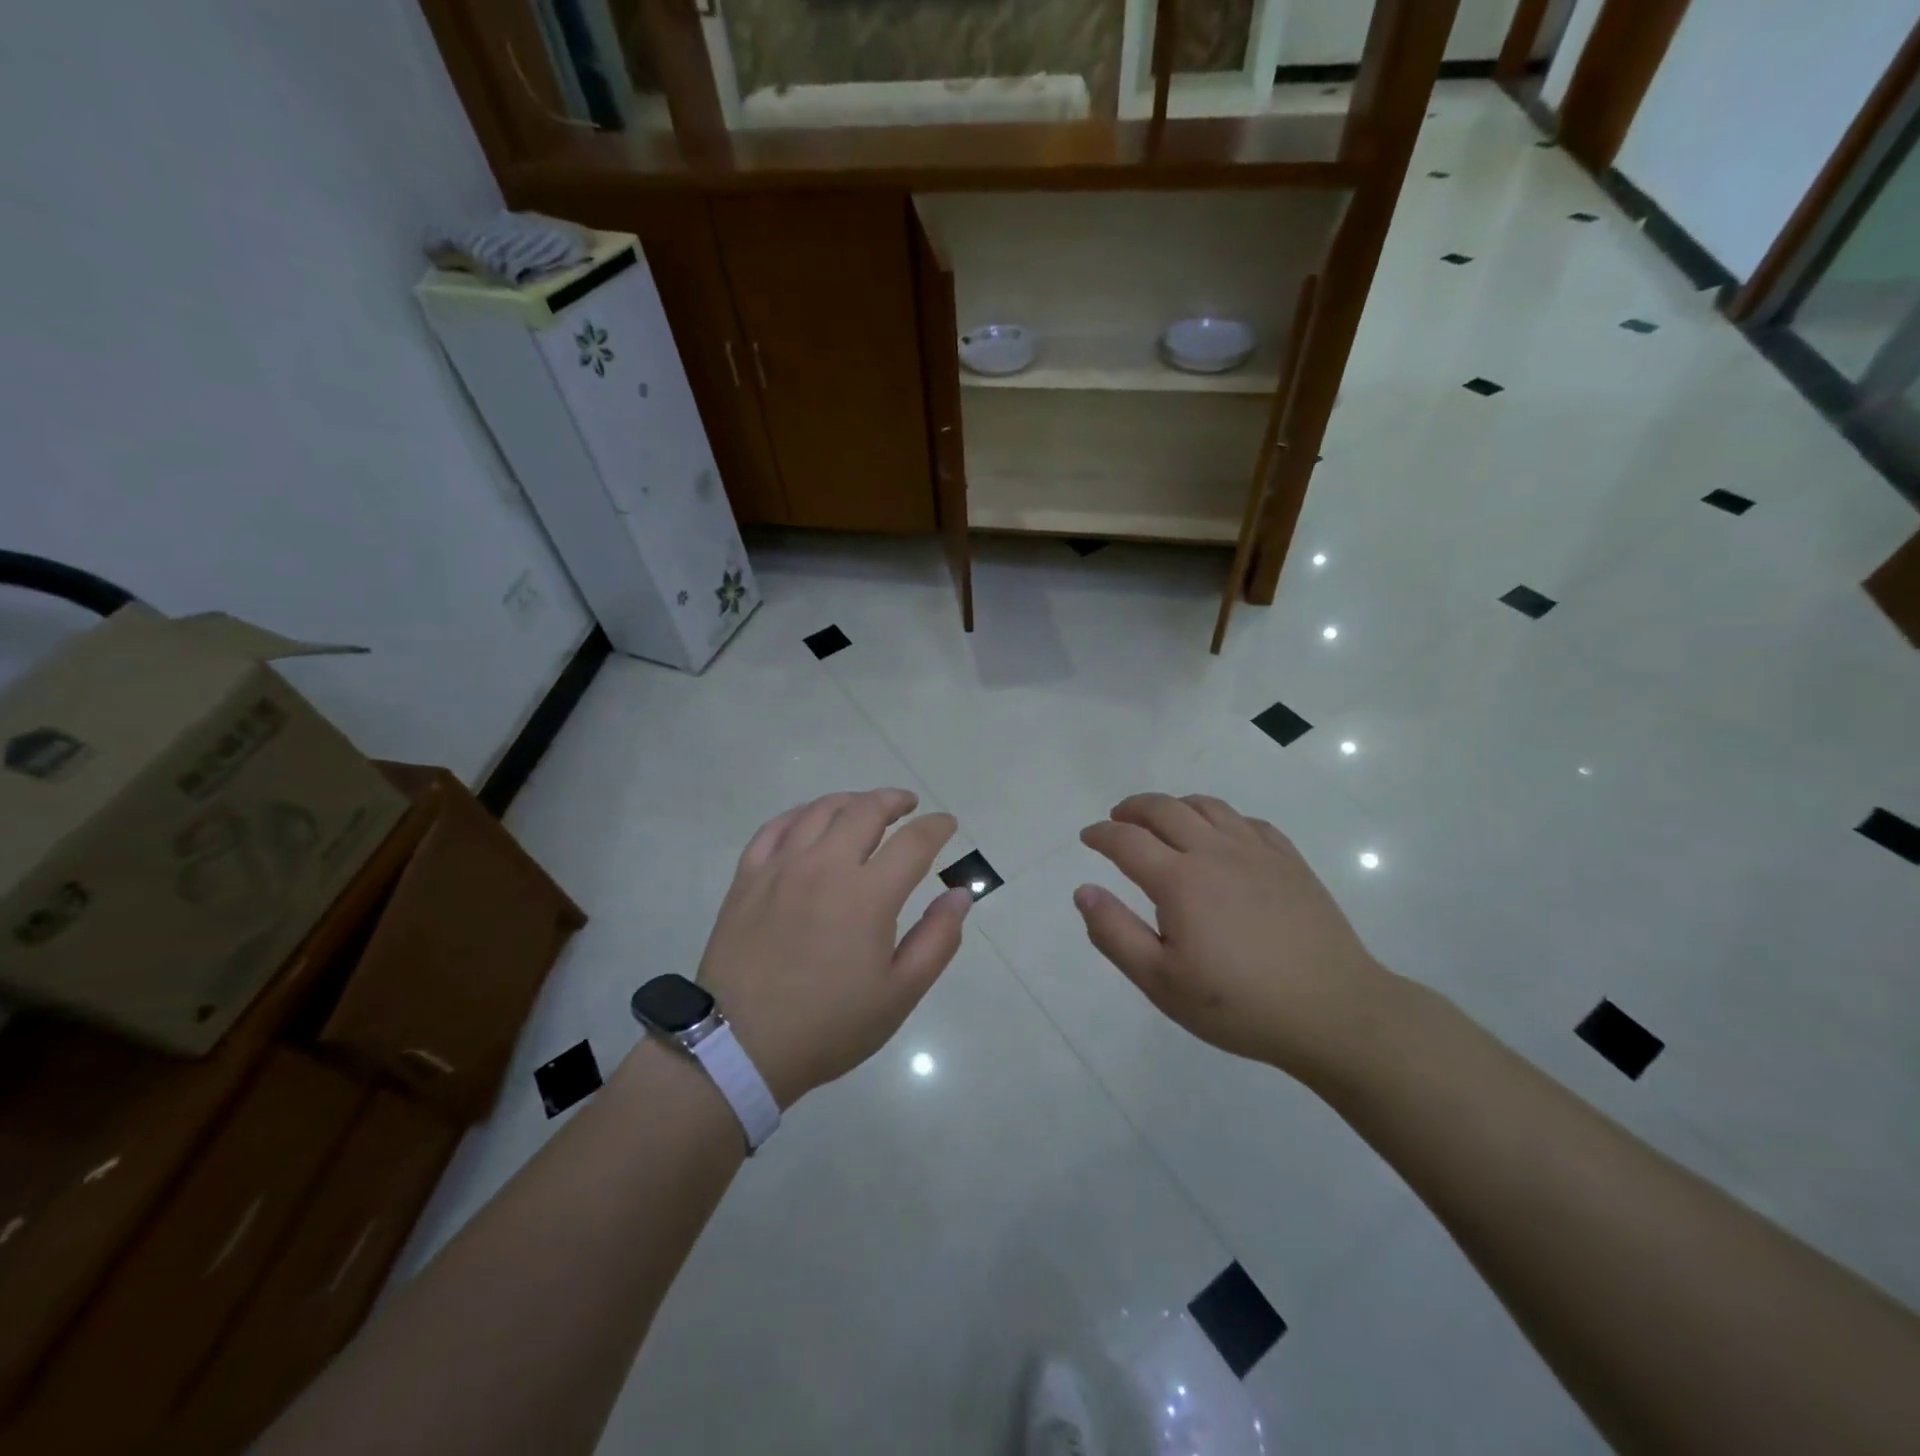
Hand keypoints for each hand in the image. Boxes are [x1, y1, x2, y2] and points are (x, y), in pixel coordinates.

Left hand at [696, 789, 971, 1108]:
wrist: (740, 1046)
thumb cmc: (829, 1025)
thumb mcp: (900, 994)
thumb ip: (938, 939)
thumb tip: (960, 894)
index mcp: (868, 895)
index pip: (913, 842)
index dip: (936, 827)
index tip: (947, 824)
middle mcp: (825, 866)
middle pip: (865, 811)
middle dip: (894, 801)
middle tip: (908, 806)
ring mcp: (782, 867)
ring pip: (821, 810)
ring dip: (851, 801)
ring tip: (865, 807)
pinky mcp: (748, 877)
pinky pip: (776, 827)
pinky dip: (802, 813)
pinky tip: (811, 819)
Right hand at [1075, 793, 1395, 1086]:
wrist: (1332, 1011)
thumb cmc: (1238, 1004)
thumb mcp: (1161, 982)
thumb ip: (1115, 933)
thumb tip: (1084, 891)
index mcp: (1179, 880)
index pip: (1127, 840)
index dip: (1101, 834)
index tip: (1087, 836)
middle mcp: (1215, 851)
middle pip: (1165, 809)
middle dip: (1133, 808)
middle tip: (1118, 818)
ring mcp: (1257, 852)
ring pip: (1208, 806)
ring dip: (1175, 805)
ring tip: (1163, 820)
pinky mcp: (1290, 861)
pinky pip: (1248, 821)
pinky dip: (1221, 817)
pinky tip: (1221, 836)